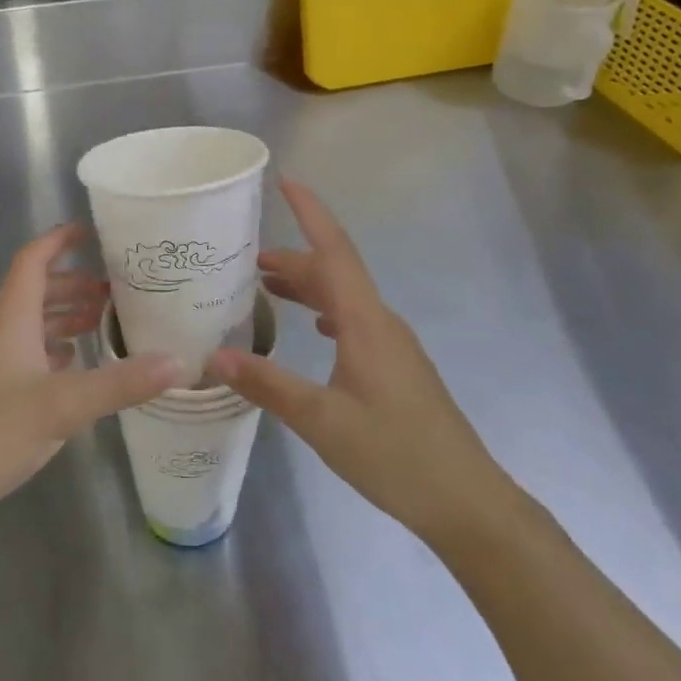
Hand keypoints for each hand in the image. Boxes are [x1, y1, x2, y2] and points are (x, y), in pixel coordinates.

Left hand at [0, 224, 181, 539]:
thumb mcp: (62, 406)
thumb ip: (120, 383)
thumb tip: (179, 362)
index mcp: (12, 322)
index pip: (32, 262)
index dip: (58, 240)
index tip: (91, 231)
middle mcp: (2, 337)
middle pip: (36, 294)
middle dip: (72, 284)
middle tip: (114, 290)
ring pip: (33, 328)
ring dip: (65, 319)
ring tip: (103, 323)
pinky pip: (30, 360)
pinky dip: (56, 354)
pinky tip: (76, 368)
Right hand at [209, 179, 513, 548]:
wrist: (466, 501)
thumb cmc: (396, 455)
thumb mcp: (322, 421)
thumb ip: (268, 385)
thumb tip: (214, 356)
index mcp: (366, 322)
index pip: (334, 251)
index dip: (310, 212)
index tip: (286, 180)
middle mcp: (381, 323)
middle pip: (334, 272)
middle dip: (293, 257)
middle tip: (244, 259)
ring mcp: (392, 345)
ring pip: (344, 298)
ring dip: (307, 285)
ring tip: (266, 286)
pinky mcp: (395, 367)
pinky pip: (353, 321)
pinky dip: (324, 312)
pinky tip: (312, 328)